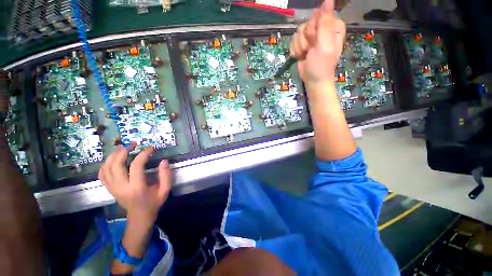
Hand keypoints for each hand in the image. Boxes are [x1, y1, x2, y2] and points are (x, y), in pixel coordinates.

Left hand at [98, 142, 171, 223]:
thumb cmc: (154, 202)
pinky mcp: (109, 189)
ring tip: (122, 147)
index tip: (151, 148)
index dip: (143, 154)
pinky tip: (113, 158)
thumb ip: (165, 175)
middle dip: (123, 151)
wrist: (139, 216)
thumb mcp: (165, 189)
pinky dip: (106, 164)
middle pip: (115, 165)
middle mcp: (121, 187)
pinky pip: (102, 174)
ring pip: (106, 168)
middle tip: (133, 144)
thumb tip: (164, 161)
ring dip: (113, 155)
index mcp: (137, 188)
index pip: (136, 166)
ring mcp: (113, 188)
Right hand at [290, 0, 345, 89]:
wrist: (313, 80)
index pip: (319, 15)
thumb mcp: (325, 44)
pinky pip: (293, 41)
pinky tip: (301, 56)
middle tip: (311, 48)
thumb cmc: (321, 65)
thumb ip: (326, 22)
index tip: (315, 38)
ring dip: (300, 46)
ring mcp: (311, 37)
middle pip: (307, 23)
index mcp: (332, 26)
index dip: (314, 27)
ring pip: (298, 32)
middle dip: (306, 38)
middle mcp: (322, 29)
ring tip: (306, 54)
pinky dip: (295, 50)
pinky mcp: (302, 45)